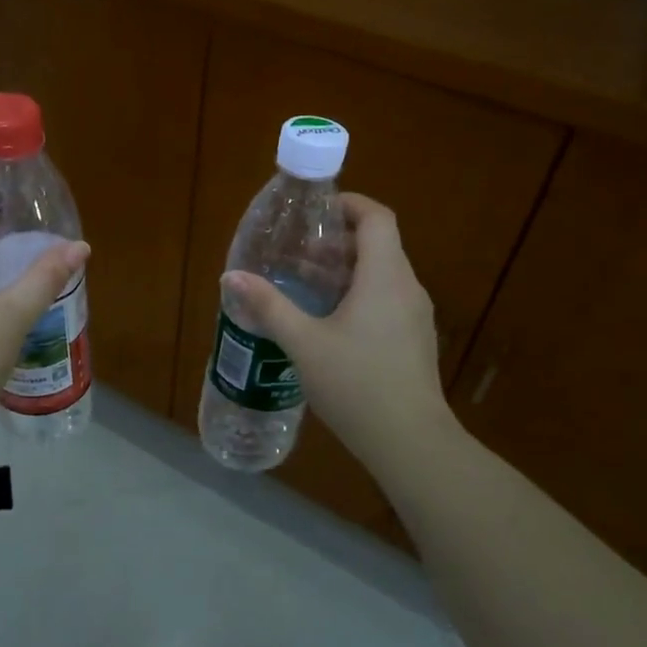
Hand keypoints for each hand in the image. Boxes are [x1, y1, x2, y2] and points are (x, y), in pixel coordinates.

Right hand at [221, 194, 455, 474]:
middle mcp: (407, 288)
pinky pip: (386, 300)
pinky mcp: (414, 340)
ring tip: (304, 285)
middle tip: (296, 253)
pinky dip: (358, 295)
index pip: (376, 218)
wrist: (409, 441)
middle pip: (378, 245)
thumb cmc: (355, 383)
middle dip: (336, 241)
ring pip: (382, 275)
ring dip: (345, 271)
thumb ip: (269, 306)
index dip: (348, 204)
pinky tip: (328, 323)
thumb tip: (231, 277)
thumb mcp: (303, 343)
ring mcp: (415, 316)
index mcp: (384, 277)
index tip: (315, 211)